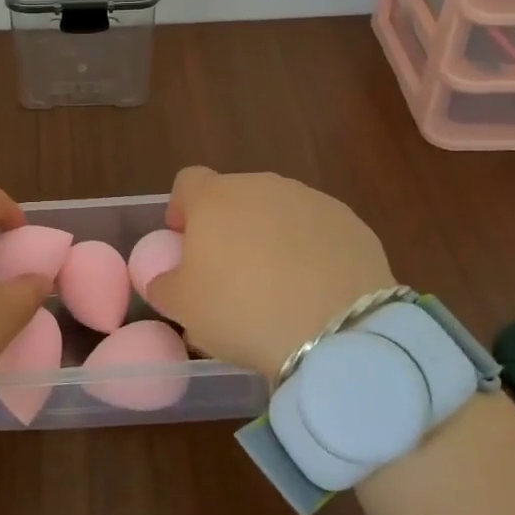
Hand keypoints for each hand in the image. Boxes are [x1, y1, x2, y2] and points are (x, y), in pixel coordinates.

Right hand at [145, 168, 397, 381]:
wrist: (336, 331)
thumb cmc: (241, 310)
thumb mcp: (182, 307)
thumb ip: (163, 284)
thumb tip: (164, 278)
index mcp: (215, 197)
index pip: (187, 182)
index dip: (182, 210)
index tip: (184, 244)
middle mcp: (261, 186)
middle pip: (235, 197)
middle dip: (229, 227)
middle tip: (229, 274)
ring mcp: (311, 200)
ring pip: (278, 213)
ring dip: (271, 238)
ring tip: (276, 288)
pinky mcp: (351, 224)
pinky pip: (318, 232)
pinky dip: (311, 252)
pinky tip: (314, 292)